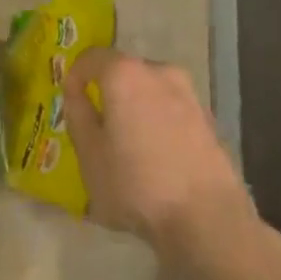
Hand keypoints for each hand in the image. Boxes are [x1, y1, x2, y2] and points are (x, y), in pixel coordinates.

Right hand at [63, 49, 256, 262]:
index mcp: (124, 73)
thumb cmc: (137, 184)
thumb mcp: (89, 154)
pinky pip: (172, 111)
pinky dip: (160, 123)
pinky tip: (159, 157)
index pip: (91, 57)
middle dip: (109, 91)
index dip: (76, 75)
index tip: (71, 99)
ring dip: (137, 108)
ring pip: (150, 91)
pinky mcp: (209, 121)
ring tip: (131, 144)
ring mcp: (189, 95)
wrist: (209, 222)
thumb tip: (76, 93)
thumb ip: (77, 114)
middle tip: (99, 123)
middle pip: (123, 72)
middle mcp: (158, 71)